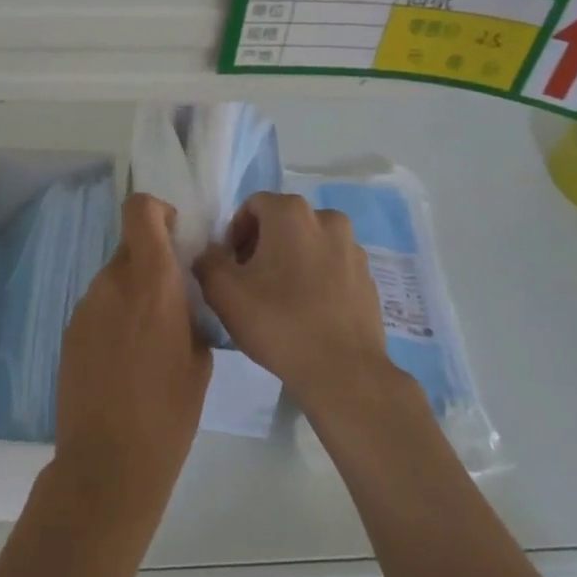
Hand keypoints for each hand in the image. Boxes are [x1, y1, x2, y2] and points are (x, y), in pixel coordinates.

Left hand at [54, 194, 210, 512]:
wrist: (108, 463)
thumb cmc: (169, 413)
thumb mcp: (199, 359)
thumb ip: (189, 312)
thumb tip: (180, 298)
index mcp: (151, 282)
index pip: (140, 211)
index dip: (157, 211)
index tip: (175, 236)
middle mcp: (112, 283)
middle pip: (130, 247)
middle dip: (152, 262)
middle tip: (170, 301)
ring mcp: (85, 307)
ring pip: (114, 279)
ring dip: (132, 293)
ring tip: (148, 341)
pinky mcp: (69, 331)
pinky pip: (98, 307)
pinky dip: (114, 317)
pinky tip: (123, 361)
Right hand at [193, 192, 394, 415]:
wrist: (343, 371)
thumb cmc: (278, 322)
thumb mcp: (224, 292)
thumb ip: (208, 261)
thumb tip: (211, 254)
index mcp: (292, 213)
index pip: (253, 206)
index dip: (235, 233)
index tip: (230, 266)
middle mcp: (327, 219)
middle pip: (283, 222)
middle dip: (263, 244)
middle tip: (250, 282)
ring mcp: (353, 248)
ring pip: (310, 243)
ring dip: (291, 260)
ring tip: (280, 298)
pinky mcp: (368, 278)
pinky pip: (333, 267)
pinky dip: (317, 278)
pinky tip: (307, 311)